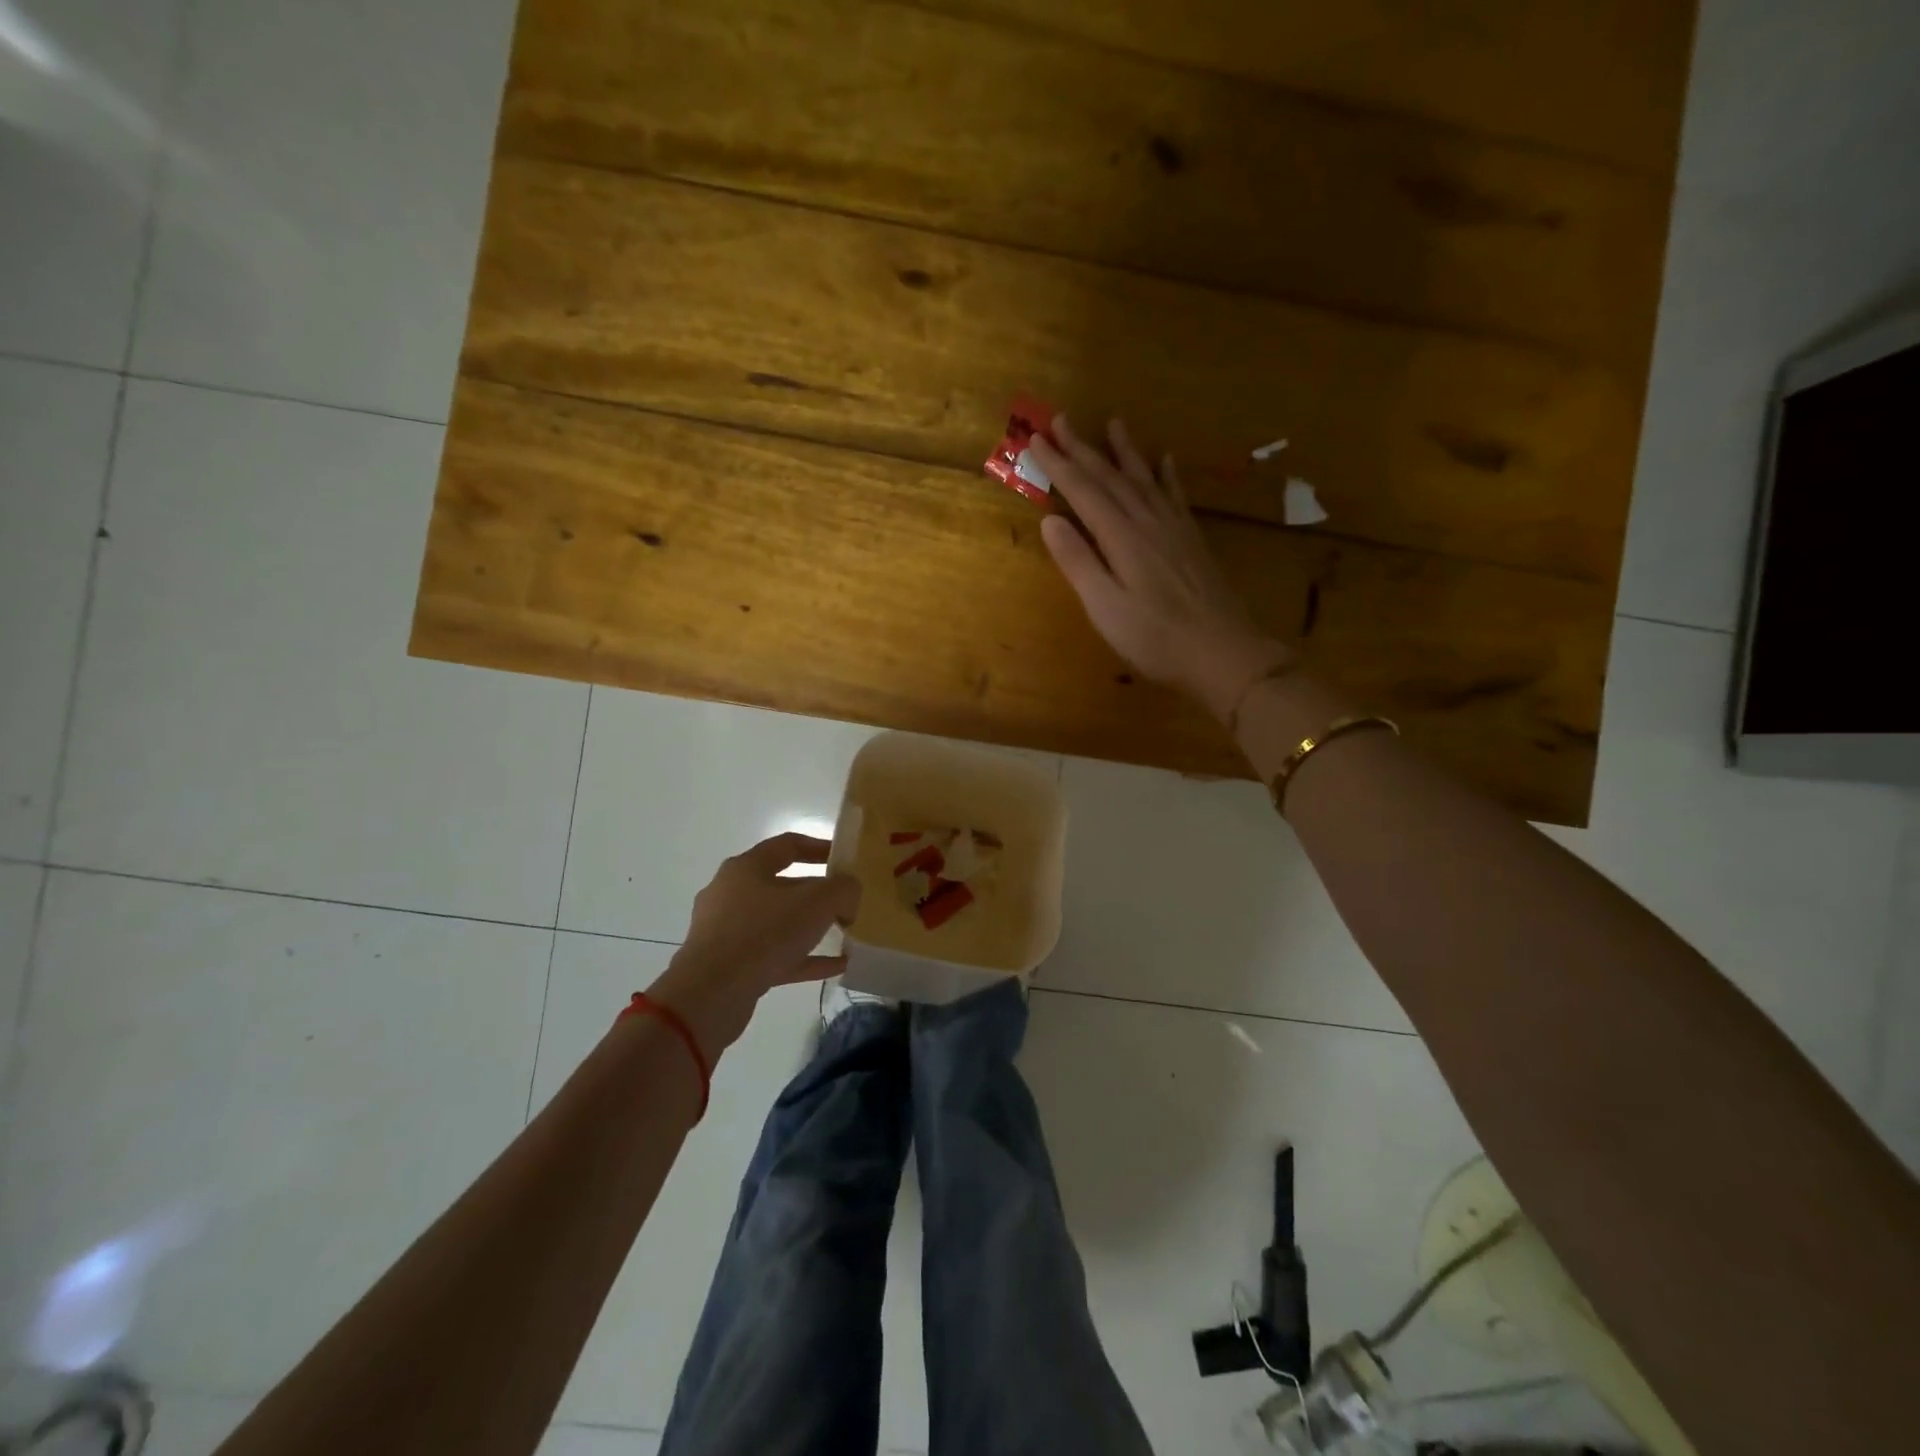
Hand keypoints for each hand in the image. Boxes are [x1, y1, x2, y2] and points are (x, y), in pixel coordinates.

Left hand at [647, 833, 860, 1058]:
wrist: (710, 995)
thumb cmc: (764, 933)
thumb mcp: (818, 902)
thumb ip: (843, 890)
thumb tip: (849, 895)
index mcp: (746, 868)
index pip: (787, 845)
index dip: (819, 847)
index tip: (844, 859)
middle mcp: (731, 893)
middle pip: (782, 885)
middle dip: (817, 893)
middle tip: (845, 902)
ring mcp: (727, 931)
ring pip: (777, 922)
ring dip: (810, 927)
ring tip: (843, 934)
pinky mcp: (729, 965)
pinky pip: (774, 955)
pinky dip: (804, 958)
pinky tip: (835, 966)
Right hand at [1029, 415, 1293, 721]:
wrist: (1222, 652)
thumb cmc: (1155, 638)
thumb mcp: (1105, 607)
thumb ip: (1078, 562)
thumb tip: (1050, 520)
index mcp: (1121, 538)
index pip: (1083, 492)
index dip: (1058, 465)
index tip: (1035, 438)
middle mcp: (1147, 522)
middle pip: (1111, 477)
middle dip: (1083, 449)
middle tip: (1061, 420)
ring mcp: (1174, 529)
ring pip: (1143, 479)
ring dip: (1125, 451)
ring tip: (1113, 422)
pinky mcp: (1192, 540)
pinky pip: (1175, 496)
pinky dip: (1166, 474)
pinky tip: (1166, 459)